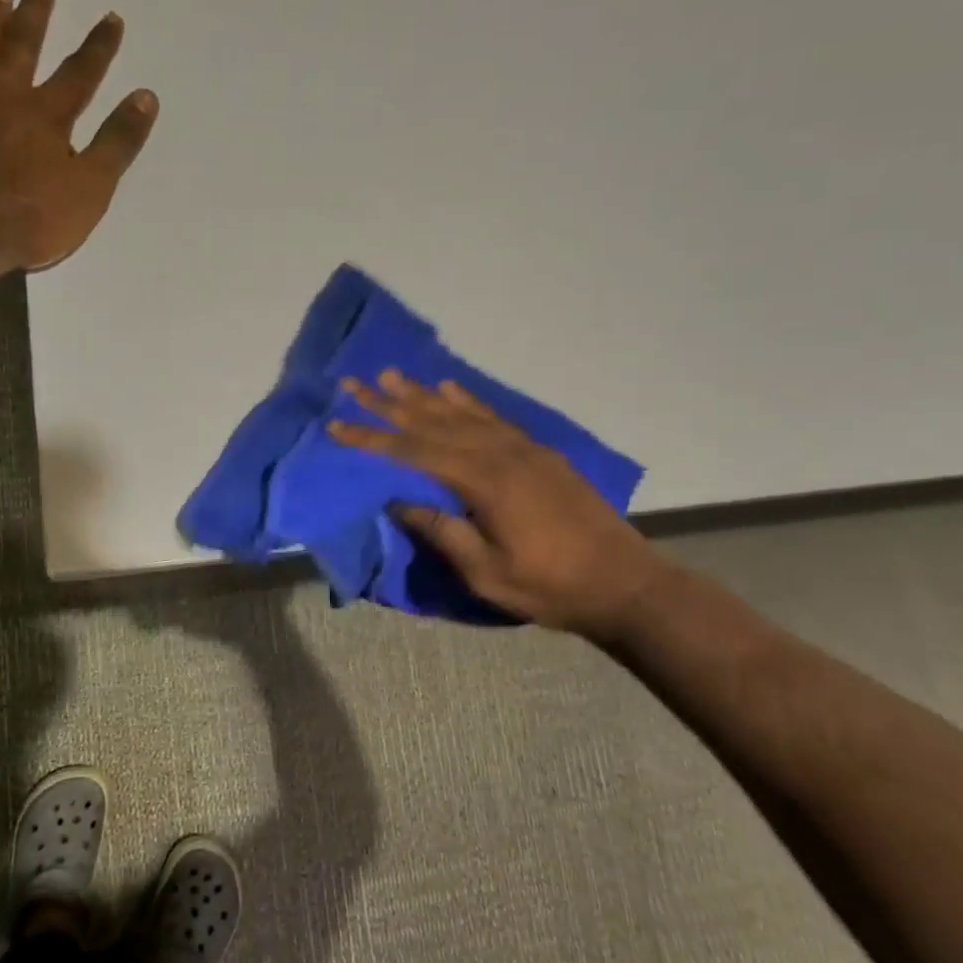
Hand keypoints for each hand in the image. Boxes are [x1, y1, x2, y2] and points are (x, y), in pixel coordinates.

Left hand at [0, 0, 158, 271]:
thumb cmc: (34, 217)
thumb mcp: (91, 187)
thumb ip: (117, 142)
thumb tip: (146, 97)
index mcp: (48, 114)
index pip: (81, 72)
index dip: (99, 46)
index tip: (112, 17)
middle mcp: (6, 99)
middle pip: (23, 45)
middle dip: (38, 12)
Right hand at [329, 372, 672, 638]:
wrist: (624, 584)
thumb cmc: (551, 587)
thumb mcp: (488, 573)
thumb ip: (442, 532)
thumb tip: (397, 501)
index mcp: (483, 482)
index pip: (414, 451)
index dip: (372, 437)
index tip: (337, 423)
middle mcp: (500, 454)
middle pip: (433, 422)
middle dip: (389, 403)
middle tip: (354, 383)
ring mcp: (523, 449)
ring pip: (461, 413)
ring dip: (422, 393)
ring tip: (390, 375)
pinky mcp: (539, 453)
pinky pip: (494, 417)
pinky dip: (468, 401)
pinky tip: (449, 388)